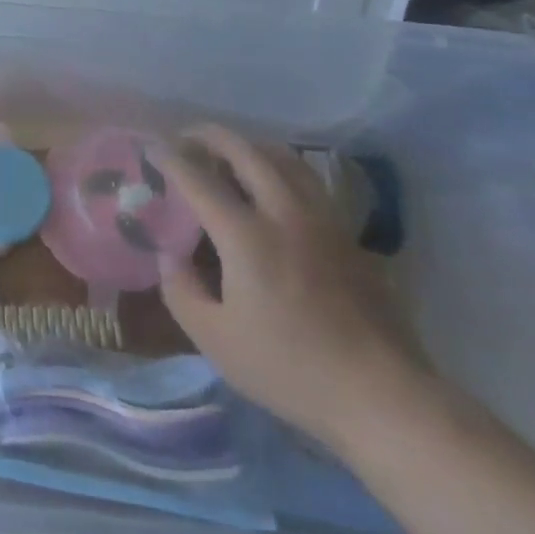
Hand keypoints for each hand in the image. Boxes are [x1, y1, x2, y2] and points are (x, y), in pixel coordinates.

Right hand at [152, 126, 434, 453]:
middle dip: (210, 136)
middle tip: (187, 137)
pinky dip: (280, 167)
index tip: (151, 149)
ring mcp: (323, 221)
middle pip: (245, 152)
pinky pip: (307, 181)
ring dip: (249, 146)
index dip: (170, 159)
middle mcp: (284, 214)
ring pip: (284, 158)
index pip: (198, 179)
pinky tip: (272, 185)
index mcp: (246, 236)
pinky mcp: (348, 235)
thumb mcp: (214, 339)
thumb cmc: (289, 369)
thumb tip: (171, 255)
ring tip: (228, 153)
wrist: (382, 396)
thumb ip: (181, 289)